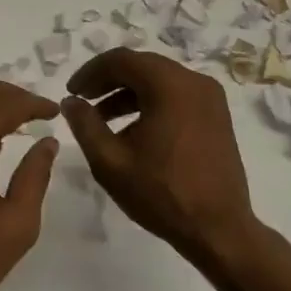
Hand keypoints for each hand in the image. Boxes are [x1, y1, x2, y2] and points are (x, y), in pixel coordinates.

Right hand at [60, 50, 257, 261]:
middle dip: (108, 80)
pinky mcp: (216, 115)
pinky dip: (151, 103)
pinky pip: (176, 95)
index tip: (72, 93)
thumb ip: (85, 125)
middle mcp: (194, 81)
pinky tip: (133, 131)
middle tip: (84, 101)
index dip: (91, 72)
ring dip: (128, 93)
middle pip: (142, 66)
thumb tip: (71, 101)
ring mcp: (210, 97)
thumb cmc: (162, 194)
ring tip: (102, 120)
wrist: (219, 230)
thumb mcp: (111, 161)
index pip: (121, 60)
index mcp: (170, 85)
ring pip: (159, 80)